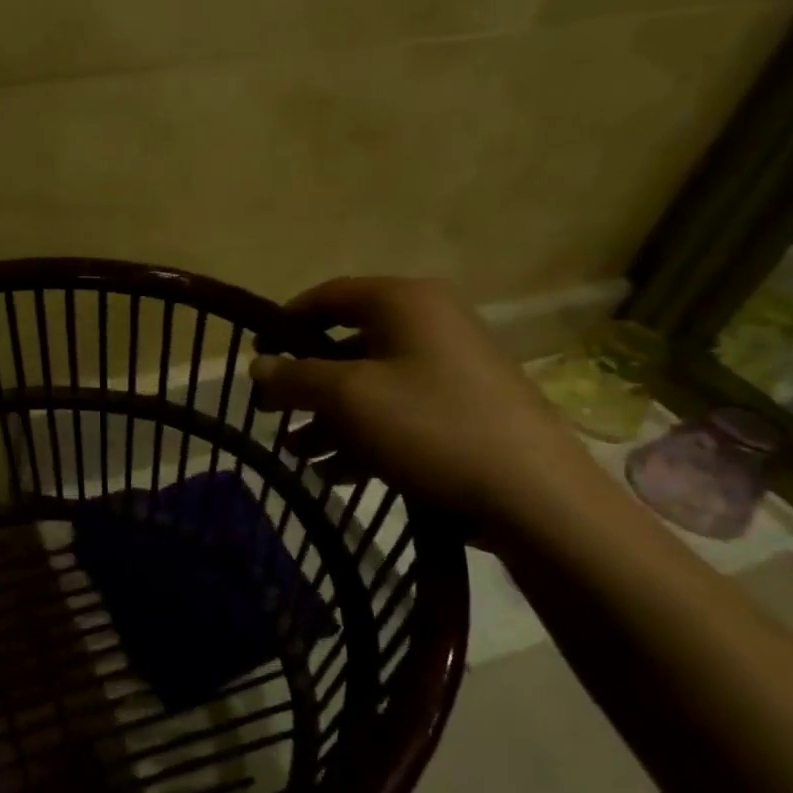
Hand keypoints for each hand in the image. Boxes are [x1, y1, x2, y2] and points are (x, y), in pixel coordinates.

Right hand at [249, 277, 600, 537]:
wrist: (536, 497)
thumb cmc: (430, 427)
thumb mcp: (348, 398)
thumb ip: (294, 376)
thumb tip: (257, 366)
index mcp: (404, 302)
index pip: (328, 296)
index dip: (284, 323)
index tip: (256, 356)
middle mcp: (429, 324)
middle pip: (347, 344)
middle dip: (305, 384)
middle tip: (272, 413)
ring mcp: (451, 368)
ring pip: (370, 384)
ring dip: (328, 418)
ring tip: (299, 454)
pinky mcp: (463, 409)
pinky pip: (398, 410)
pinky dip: (364, 434)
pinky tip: (337, 472)